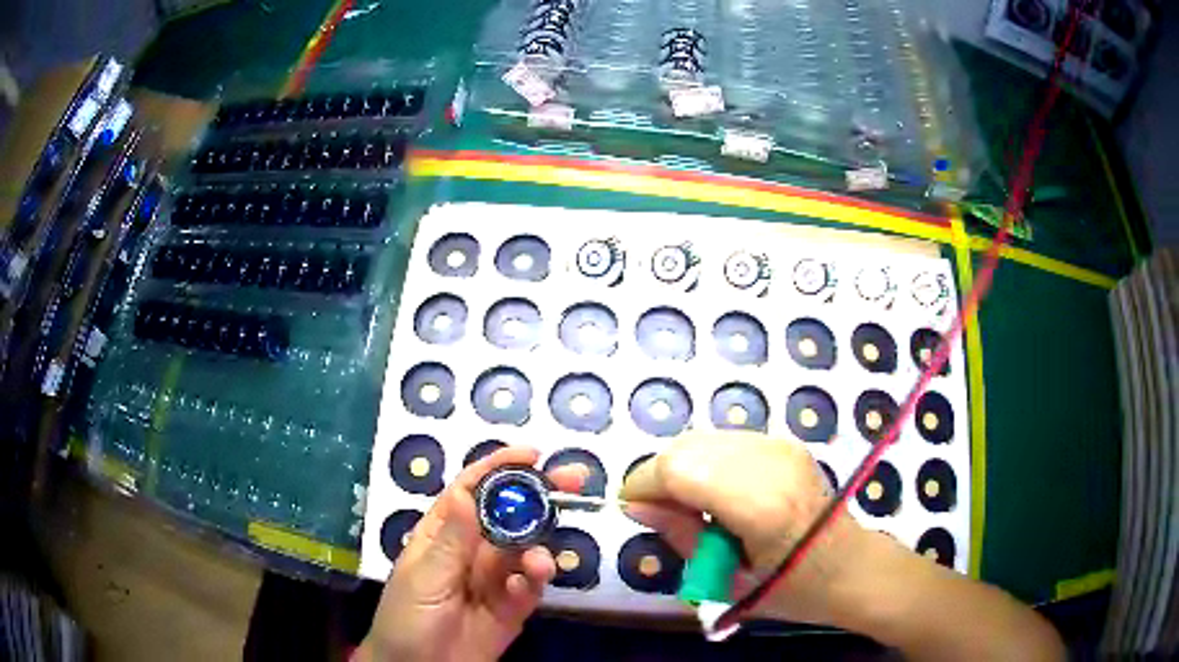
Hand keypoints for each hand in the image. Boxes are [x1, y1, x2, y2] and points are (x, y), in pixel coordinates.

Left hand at [358, 446, 585, 661]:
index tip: (532, 455)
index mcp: (442, 534)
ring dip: (539, 548)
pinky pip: (530, 588)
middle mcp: (472, 551)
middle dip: (539, 497)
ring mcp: (494, 579)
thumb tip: (468, 492)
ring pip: (525, 549)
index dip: (498, 469)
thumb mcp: (424, 578)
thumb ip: (451, 541)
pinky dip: (532, 583)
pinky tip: (524, 589)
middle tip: (574, 482)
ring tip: (539, 562)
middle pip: (509, 515)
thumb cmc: (407, 619)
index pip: (471, 491)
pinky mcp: (512, 608)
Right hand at [620, 432, 884, 626]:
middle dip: (660, 476)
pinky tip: (717, 494)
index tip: (631, 508)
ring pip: (703, 440)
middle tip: (661, 512)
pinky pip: (724, 442)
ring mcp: (781, 446)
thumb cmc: (791, 589)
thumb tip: (636, 506)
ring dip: (682, 468)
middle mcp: (771, 462)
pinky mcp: (784, 441)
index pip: (679, 469)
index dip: (644, 484)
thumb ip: (679, 535)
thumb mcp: (725, 581)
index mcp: (760, 505)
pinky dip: (706, 463)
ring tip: (690, 506)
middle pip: (687, 447)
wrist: (849, 565)